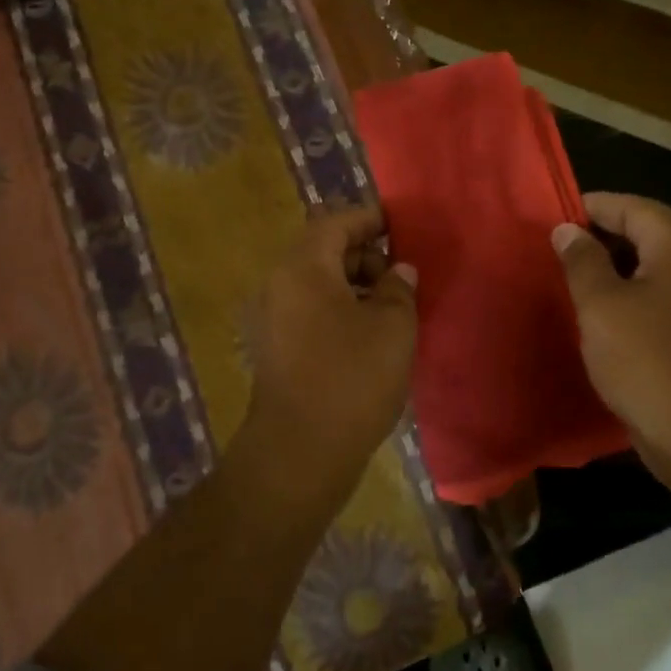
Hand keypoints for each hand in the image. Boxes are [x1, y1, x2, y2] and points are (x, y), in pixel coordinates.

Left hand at [239, 205, 418, 502]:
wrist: (300, 450)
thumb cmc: (352, 377)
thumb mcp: (393, 326)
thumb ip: (398, 288)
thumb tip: (398, 271)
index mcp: (303, 266)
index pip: (336, 221)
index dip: (370, 219)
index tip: (400, 227)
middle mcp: (277, 284)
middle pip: (321, 250)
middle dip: (363, 255)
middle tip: (399, 276)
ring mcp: (269, 317)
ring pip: (315, 282)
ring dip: (351, 285)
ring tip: (389, 307)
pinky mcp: (272, 348)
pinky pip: (307, 310)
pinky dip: (336, 309)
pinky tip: (366, 334)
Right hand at [552, 193, 670, 463]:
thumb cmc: (645, 360)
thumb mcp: (600, 305)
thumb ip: (581, 260)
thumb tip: (567, 229)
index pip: (633, 207)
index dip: (591, 206)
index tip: (553, 217)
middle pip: (647, 231)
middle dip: (602, 234)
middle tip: (557, 246)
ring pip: (654, 264)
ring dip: (614, 265)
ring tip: (572, 275)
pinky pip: (662, 292)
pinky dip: (631, 291)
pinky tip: (602, 310)